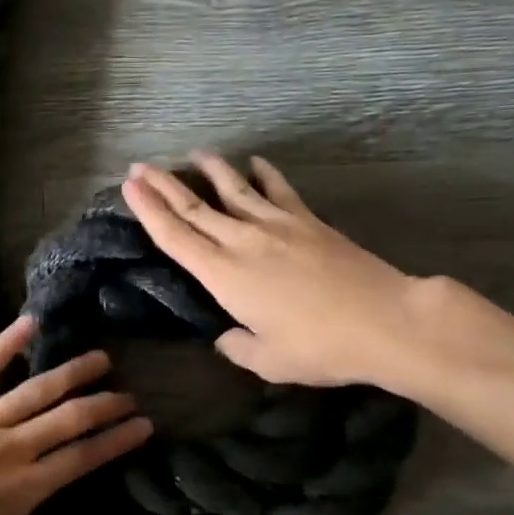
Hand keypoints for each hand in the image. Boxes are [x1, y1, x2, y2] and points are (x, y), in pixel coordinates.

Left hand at [0, 315, 151, 514]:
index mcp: (26, 487)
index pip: (84, 456)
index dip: (117, 439)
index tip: (143, 424)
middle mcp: (13, 447)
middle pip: (70, 418)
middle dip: (105, 404)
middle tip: (129, 393)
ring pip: (38, 389)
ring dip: (73, 372)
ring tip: (100, 359)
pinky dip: (8, 342)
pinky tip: (32, 322)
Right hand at [122, 152, 428, 389]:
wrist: (384, 321)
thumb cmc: (319, 348)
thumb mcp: (267, 360)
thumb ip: (237, 346)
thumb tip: (226, 336)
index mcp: (224, 276)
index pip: (175, 237)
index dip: (149, 211)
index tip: (130, 188)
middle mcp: (244, 241)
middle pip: (195, 208)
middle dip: (163, 186)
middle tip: (140, 166)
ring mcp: (278, 226)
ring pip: (234, 190)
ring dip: (211, 170)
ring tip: (194, 154)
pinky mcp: (309, 221)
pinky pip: (279, 190)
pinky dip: (265, 174)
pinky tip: (256, 162)